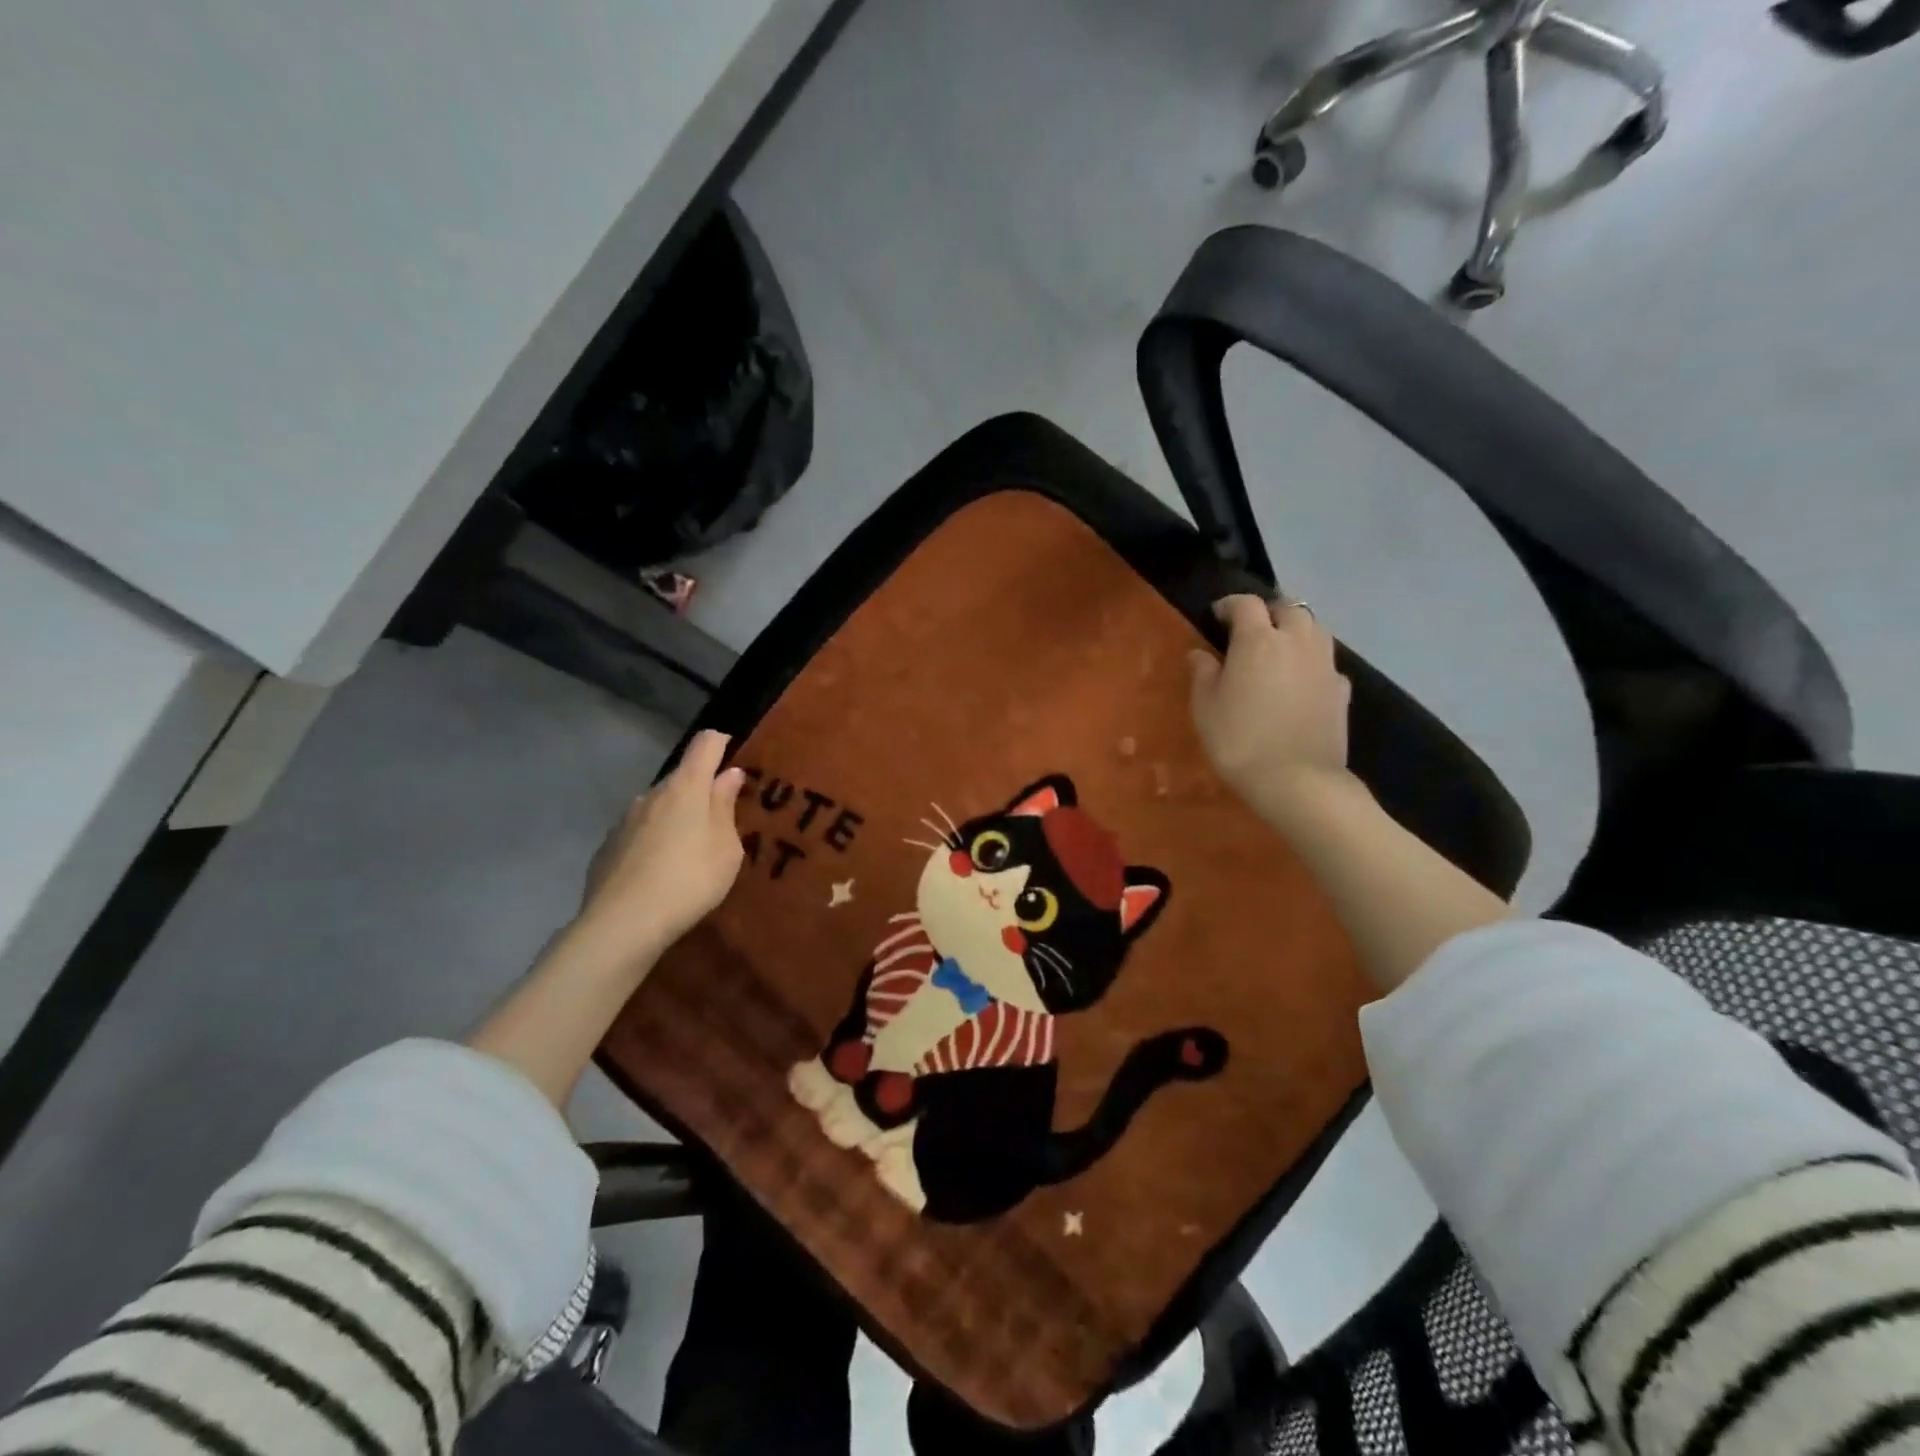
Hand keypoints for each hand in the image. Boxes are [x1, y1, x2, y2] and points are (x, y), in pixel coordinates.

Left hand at [575, 730, 748, 965]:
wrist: (622, 924)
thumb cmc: (690, 880)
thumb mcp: (726, 848)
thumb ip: (726, 807)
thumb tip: (728, 774)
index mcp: (686, 787)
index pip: (705, 744)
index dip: (721, 743)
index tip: (734, 756)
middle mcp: (652, 793)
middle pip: (682, 777)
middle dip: (701, 790)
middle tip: (720, 820)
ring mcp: (625, 819)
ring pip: (658, 806)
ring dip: (676, 817)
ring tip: (689, 850)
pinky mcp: (607, 846)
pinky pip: (639, 832)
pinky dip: (653, 840)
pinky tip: (659, 871)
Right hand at [1189, 595, 1351, 812]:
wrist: (1297, 781)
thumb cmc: (1240, 740)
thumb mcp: (1205, 707)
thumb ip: (1203, 673)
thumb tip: (1200, 653)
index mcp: (1258, 640)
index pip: (1246, 604)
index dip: (1229, 604)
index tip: (1216, 615)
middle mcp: (1296, 641)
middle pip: (1288, 608)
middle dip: (1268, 612)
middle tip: (1250, 629)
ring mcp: (1324, 663)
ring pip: (1314, 628)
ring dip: (1295, 629)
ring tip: (1277, 648)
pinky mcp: (1341, 689)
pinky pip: (1326, 661)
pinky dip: (1311, 660)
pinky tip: (1300, 679)